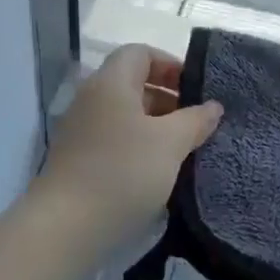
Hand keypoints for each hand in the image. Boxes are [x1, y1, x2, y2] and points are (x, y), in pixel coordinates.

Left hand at [36, 45, 222, 248]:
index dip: (170, 65)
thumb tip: (212, 106)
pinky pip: (114, 141)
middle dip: (169, 99)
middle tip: (197, 124)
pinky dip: (138, 147)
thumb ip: (195, 120)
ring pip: (125, 116)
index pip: (140, 53)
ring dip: (156, 127)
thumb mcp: (170, 144)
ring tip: (184, 150)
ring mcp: (81, 131)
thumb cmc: (123, 173)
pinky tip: (158, 172)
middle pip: (132, 84)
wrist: (67, 226)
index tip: (197, 91)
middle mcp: (91, 99)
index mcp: (110, 83)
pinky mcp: (78, 160)